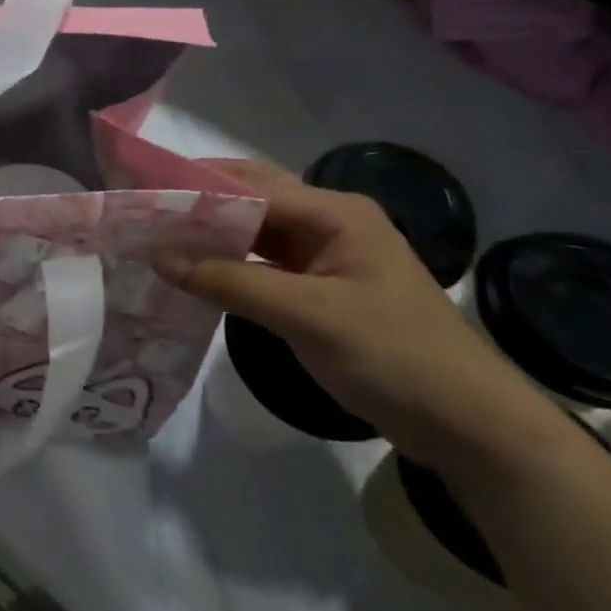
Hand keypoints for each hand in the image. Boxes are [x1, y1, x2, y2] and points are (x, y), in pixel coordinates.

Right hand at [158, 159, 568, 472]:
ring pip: (252, 233)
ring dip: (208, 236)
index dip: (194, 186)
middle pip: (249, 200)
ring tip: (153, 241)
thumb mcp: (307, 316)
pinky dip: (226, 266)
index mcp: (333, 213)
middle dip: (197, 205)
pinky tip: (191, 275)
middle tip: (140, 215)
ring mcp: (324, 257)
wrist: (469, 427)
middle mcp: (327, 223)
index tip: (140, 194)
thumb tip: (158, 255)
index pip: (250, 183)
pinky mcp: (318, 289)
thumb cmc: (395, 357)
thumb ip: (230, 281)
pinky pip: (261, 264)